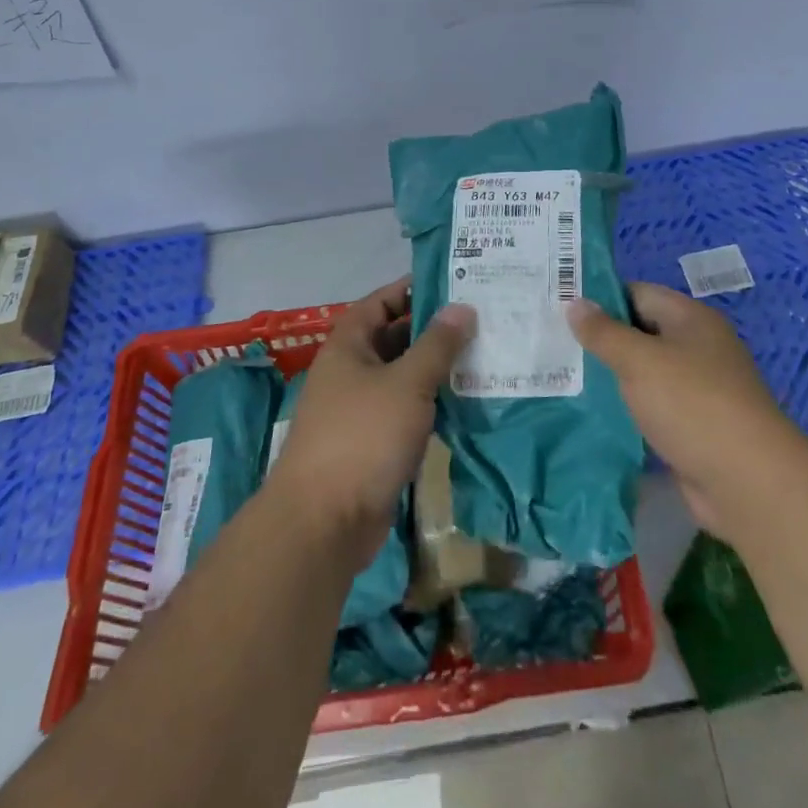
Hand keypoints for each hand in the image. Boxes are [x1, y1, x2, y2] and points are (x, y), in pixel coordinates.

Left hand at [264, 277, 474, 564]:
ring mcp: (361, 410)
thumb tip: (462, 307)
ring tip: (483, 355)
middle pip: (394, 338)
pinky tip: (467, 402)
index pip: (381, 301)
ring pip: (404, 377)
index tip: (455, 283)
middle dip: (433, 329)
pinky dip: (432, 403)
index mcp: (348, 346)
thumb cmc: (362, 437)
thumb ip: (437, 344)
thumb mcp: (407, 383)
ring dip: (437, 369)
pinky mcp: (373, 444)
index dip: (413, 289)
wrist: (323, 524)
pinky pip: (407, 410)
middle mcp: (351, 371)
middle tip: (481, 319)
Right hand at [568, 282, 801, 541]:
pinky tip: (594, 414)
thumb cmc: (693, 405)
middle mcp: (697, 347)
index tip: (560, 308)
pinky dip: (628, 408)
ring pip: (645, 372)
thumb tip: (575, 303)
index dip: (600, 298)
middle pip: (641, 332)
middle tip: (554, 343)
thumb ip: (604, 333)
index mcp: (691, 319)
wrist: (749, 483)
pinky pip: (653, 407)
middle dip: (602, 339)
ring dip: (612, 377)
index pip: (638, 293)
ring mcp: (699, 389)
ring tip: (563, 377)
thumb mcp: (640, 361)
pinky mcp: (695, 427)